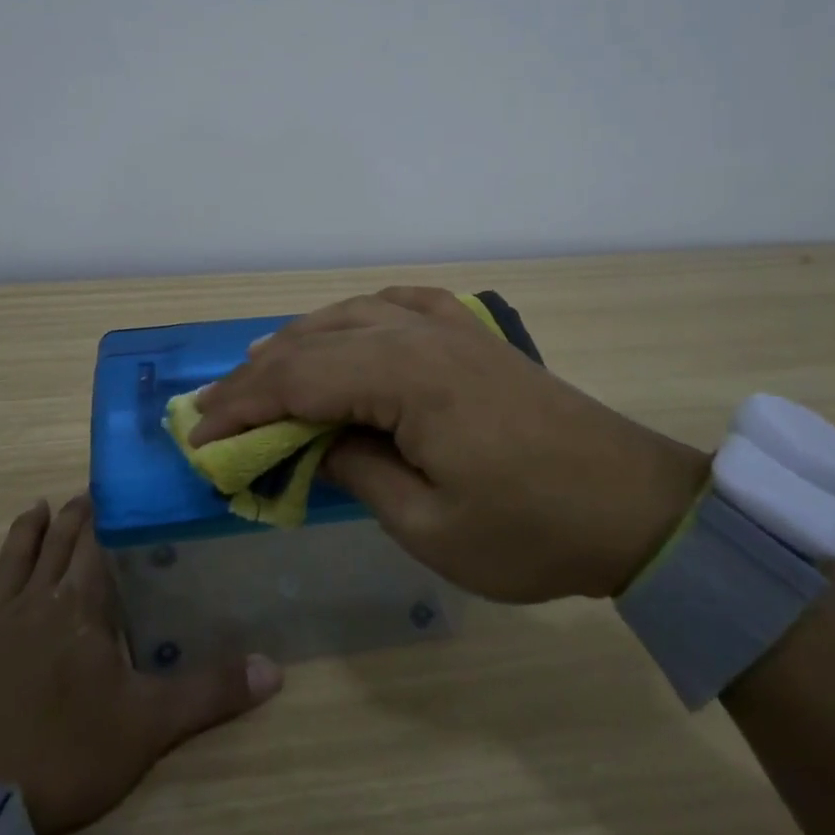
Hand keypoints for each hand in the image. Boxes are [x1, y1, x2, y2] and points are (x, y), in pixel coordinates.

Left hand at [0, 495, 282, 834]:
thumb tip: (275, 668)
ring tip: (36, 507)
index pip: (98, 547)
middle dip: (72, 518)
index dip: (106, 518)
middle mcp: (36, 599)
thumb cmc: (65, 754)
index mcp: (82, 606)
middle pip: (57, 546)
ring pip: (11, 561)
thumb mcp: (149, 727)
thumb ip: (210, 692)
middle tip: (82, 495)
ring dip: (25, 532)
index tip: (113, 492)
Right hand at [192, 288, 708, 602]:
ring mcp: (450, 327)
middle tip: (215, 410)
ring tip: (260, 369)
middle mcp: (420, 333)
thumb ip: (359, 473)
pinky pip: (398, 304)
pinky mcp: (471, 335)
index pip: (298, 380)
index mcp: (407, 377)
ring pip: (351, 314)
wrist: (635, 505)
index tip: (199, 436)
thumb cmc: (532, 529)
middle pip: (315, 341)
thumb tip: (316, 443)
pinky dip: (355, 315)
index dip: (241, 406)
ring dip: (299, 342)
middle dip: (257, 376)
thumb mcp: (431, 526)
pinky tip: (345, 328)